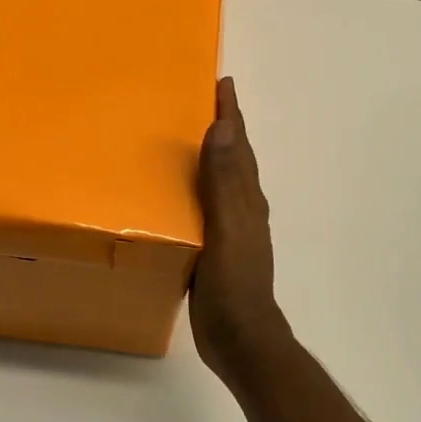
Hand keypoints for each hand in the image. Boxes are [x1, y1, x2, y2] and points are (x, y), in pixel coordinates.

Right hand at [191, 77, 291, 382]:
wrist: (240, 339)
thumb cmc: (236, 282)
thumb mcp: (228, 227)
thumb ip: (224, 180)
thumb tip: (224, 126)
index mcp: (247, 198)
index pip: (240, 144)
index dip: (232, 113)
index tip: (222, 82)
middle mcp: (242, 207)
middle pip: (234, 157)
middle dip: (222, 127)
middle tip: (196, 101)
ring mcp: (230, 229)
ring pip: (219, 180)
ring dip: (208, 155)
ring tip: (182, 139)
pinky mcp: (214, 248)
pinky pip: (203, 205)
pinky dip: (193, 188)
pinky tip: (173, 194)